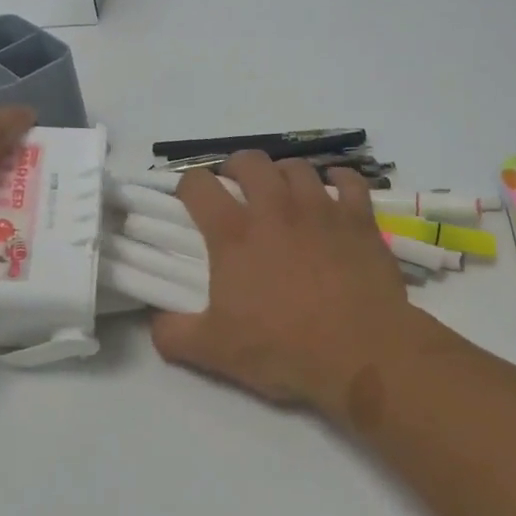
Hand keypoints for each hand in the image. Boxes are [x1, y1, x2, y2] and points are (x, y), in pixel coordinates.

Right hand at [150, 153, 442, 419]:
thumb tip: (154, 320)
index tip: (189, 200)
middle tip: (237, 190)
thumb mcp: (214, 351)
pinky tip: (334, 189)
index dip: (187, 186)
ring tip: (283, 193)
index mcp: (234, 232)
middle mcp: (275, 207)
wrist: (362, 354)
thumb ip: (173, 333)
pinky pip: (349, 180)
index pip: (197, 185)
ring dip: (283, 174)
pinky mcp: (358, 218)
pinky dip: (339, 179)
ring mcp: (320, 207)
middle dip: (236, 168)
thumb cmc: (284, 348)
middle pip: (249, 161)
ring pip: (296, 166)